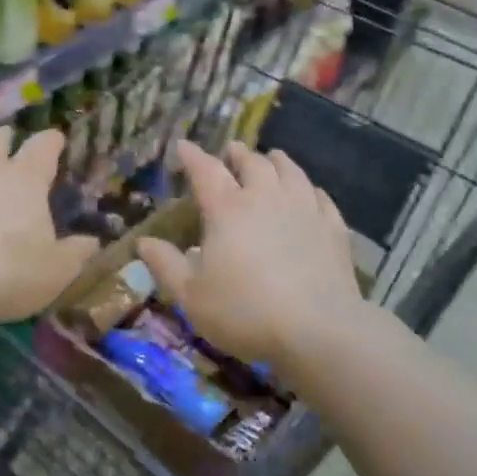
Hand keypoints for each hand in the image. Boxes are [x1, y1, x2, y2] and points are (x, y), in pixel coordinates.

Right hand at [138, 139, 362, 371]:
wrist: (317, 330)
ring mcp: (304, 209)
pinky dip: (310, 189)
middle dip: (238, 154)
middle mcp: (266, 198)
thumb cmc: (245, 311)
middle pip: (253, 163)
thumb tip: (143, 242)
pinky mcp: (333, 228)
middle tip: (232, 151)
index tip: (183, 145)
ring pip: (290, 171)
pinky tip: (310, 192)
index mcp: (227, 209)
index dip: (192, 156)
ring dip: (277, 161)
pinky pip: (320, 197)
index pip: (206, 170)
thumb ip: (166, 265)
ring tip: (272, 157)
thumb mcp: (192, 296)